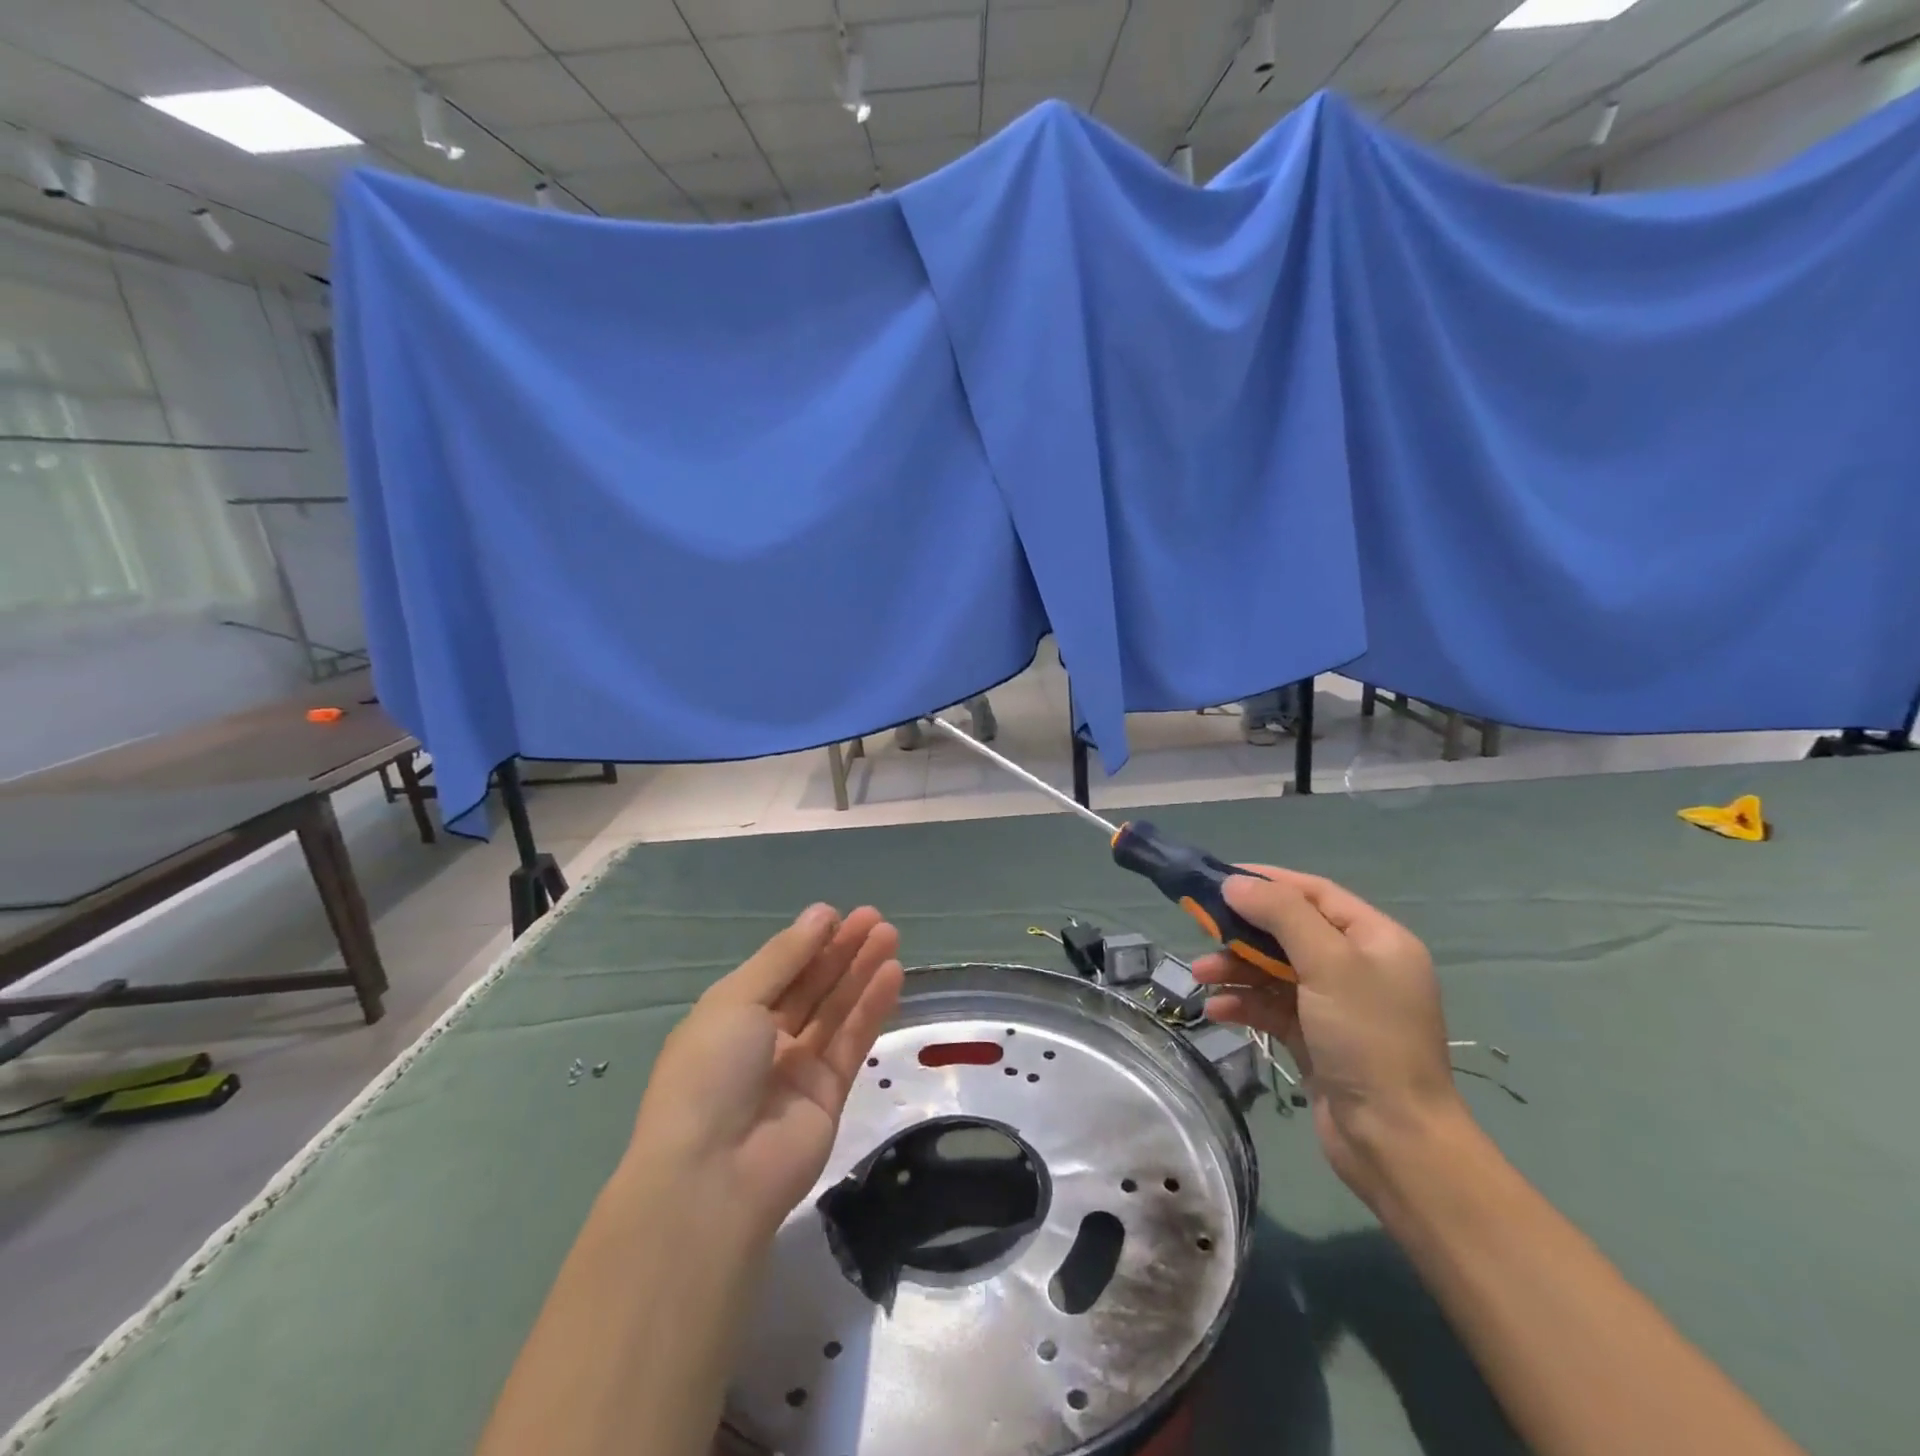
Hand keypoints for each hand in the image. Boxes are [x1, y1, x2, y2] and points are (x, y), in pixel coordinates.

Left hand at [626, 904, 903, 1239]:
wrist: (713, 1176)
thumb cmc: (711, 1072)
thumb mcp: (737, 1000)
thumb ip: (785, 957)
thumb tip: (820, 914)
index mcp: (731, 1016)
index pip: (778, 969)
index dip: (808, 941)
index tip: (839, 914)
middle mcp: (765, 1039)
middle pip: (811, 985)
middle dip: (842, 950)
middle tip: (876, 919)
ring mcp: (798, 1068)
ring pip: (836, 1010)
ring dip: (862, 972)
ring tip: (890, 937)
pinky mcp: (829, 1095)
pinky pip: (853, 1042)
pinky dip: (872, 1009)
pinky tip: (892, 976)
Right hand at [1192, 868, 1464, 1206]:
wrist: (1393, 1141)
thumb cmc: (1368, 1038)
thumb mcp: (1329, 964)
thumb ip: (1282, 915)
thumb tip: (1235, 882)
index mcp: (1376, 939)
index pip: (1314, 893)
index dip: (1267, 882)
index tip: (1219, 878)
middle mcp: (1358, 966)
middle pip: (1289, 932)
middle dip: (1243, 931)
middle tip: (1200, 928)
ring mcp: (1336, 1005)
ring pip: (1274, 970)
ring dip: (1236, 969)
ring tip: (1199, 976)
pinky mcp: (1315, 1038)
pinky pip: (1272, 1007)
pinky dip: (1244, 1004)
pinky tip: (1217, 1011)